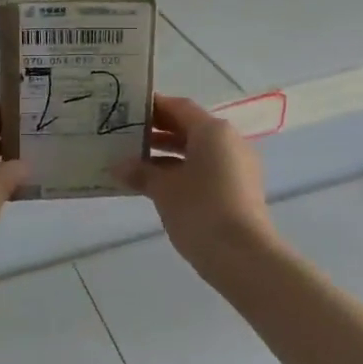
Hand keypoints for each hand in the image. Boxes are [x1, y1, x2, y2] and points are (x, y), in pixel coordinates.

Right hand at [114, 94, 276, 272]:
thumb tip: (119, 166)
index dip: (153, 107)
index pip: (179, 107)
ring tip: (135, 163)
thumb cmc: (200, 210)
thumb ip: (141, 172)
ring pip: (197, 151)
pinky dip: (182, 172)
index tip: (127, 111)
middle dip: (158, 132)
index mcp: (213, 131)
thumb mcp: (164, 189)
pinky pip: (206, 170)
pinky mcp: (239, 190)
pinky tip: (157, 186)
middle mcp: (229, 142)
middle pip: (189, 128)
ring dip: (168, 155)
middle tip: (125, 137)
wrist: (243, 256)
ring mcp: (237, 167)